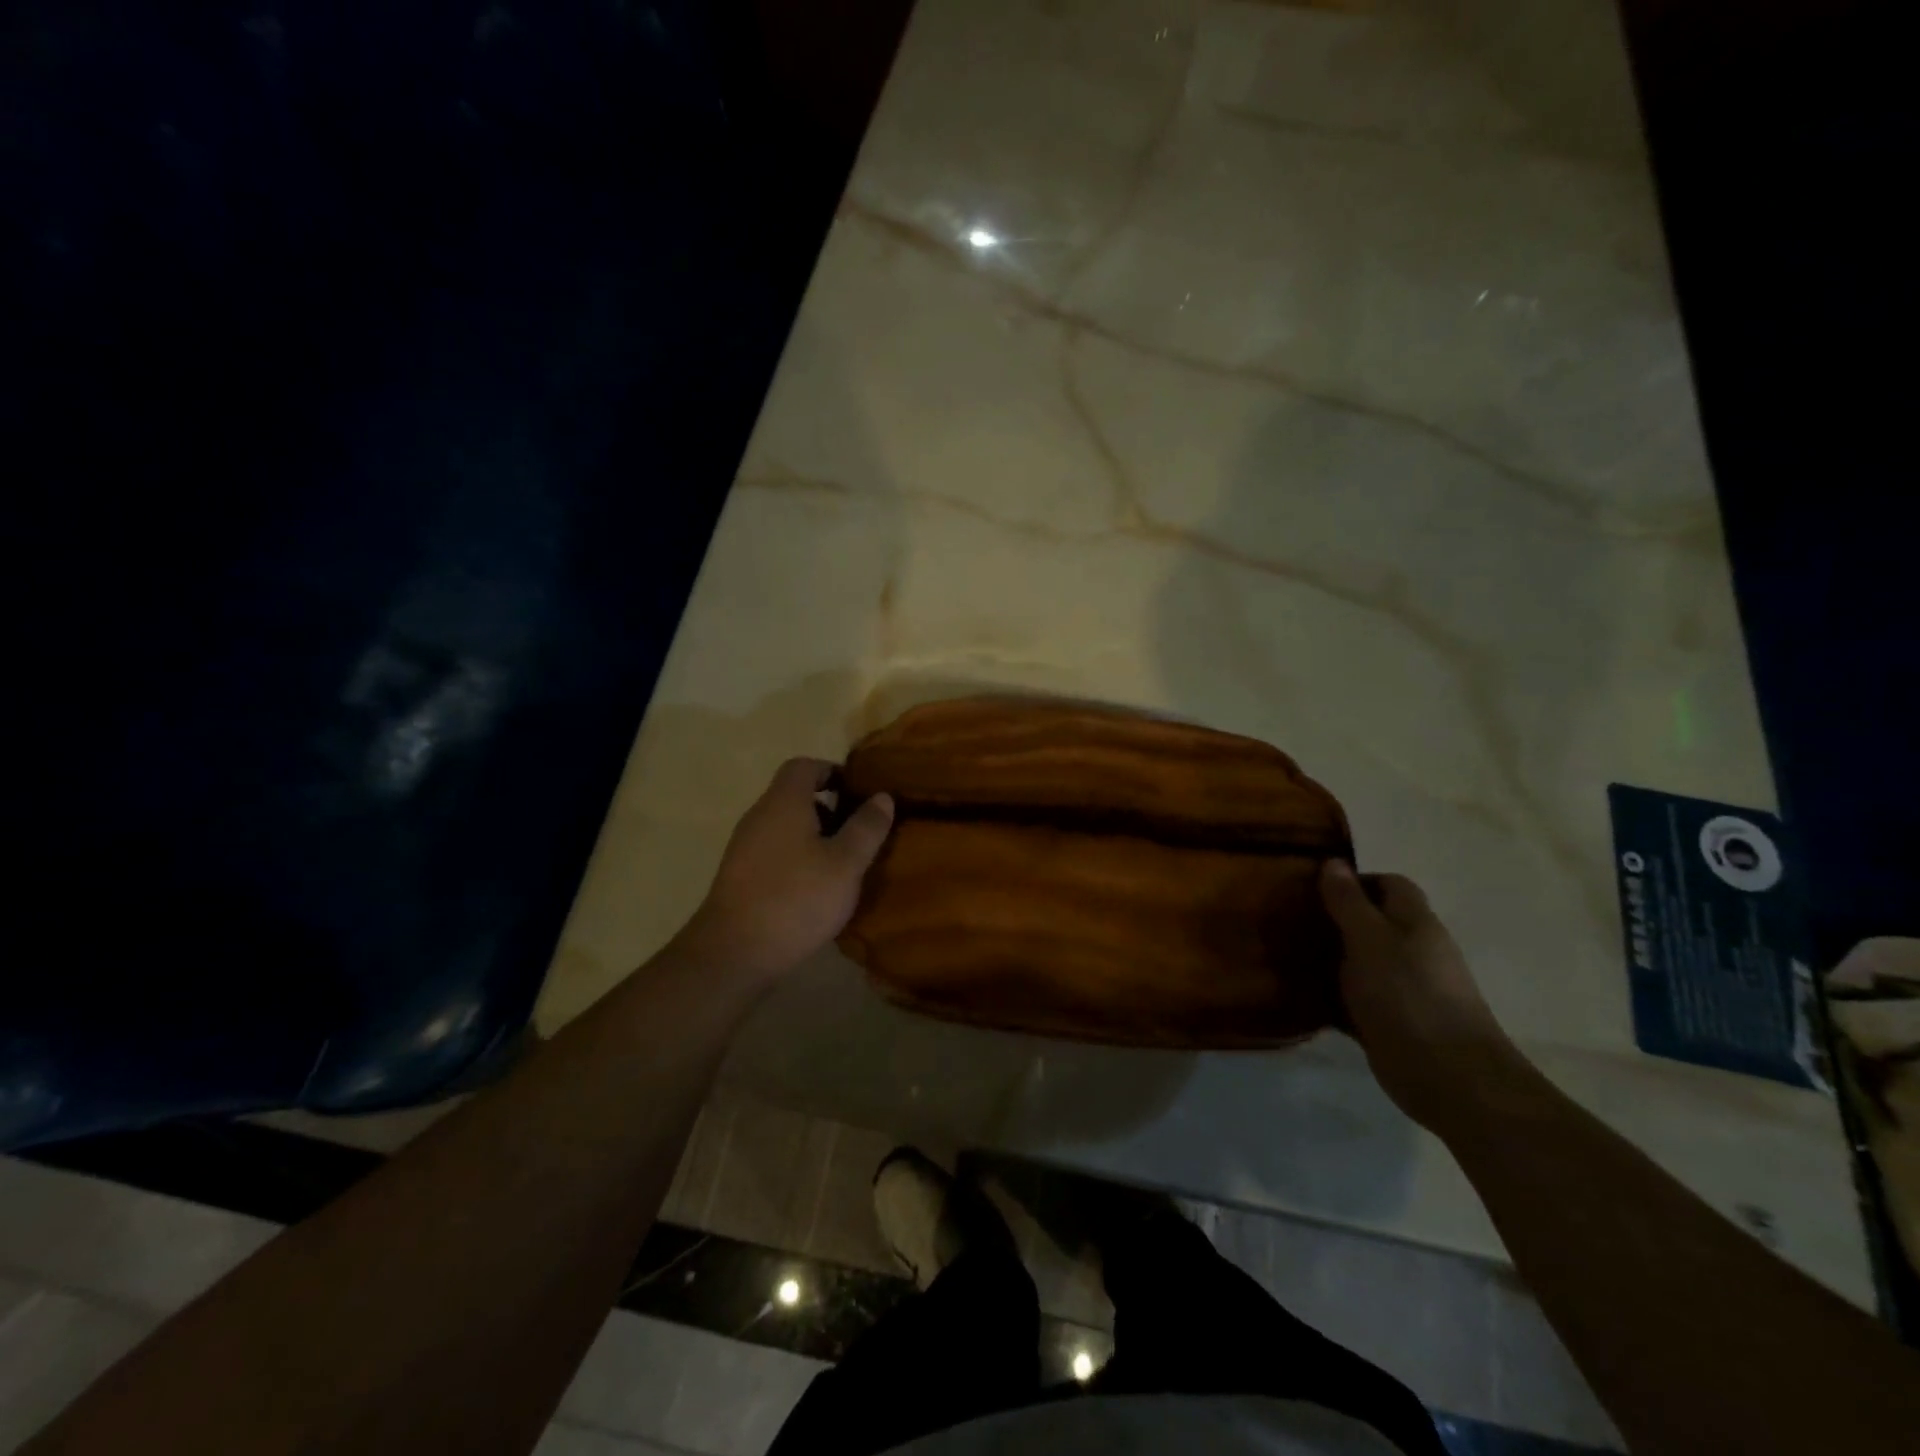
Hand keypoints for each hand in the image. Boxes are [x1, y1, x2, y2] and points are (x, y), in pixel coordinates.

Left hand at [680, 758, 894, 982]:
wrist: (733, 953)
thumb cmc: (796, 898)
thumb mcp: (846, 863)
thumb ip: (866, 827)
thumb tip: (882, 797)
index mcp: (783, 803)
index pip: (804, 766)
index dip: (832, 771)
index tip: (858, 792)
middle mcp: (759, 816)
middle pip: (794, 796)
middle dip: (829, 808)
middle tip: (859, 831)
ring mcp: (744, 848)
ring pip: (785, 827)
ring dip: (814, 837)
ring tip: (843, 864)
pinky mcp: (739, 877)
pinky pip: (774, 852)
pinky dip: (797, 859)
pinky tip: (815, 889)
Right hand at [1318, 860, 1526, 1130]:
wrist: (1448, 1077)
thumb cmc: (1408, 995)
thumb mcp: (1369, 939)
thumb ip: (1349, 902)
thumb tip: (1333, 862)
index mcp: (1415, 923)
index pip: (1390, 885)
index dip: (1355, 880)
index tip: (1314, 887)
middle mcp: (1413, 951)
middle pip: (1372, 922)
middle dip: (1334, 918)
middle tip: (1291, 919)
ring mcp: (1403, 989)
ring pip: (1360, 961)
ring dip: (1329, 958)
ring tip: (1286, 953)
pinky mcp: (1390, 1022)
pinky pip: (1354, 999)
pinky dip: (1330, 995)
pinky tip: (1299, 994)